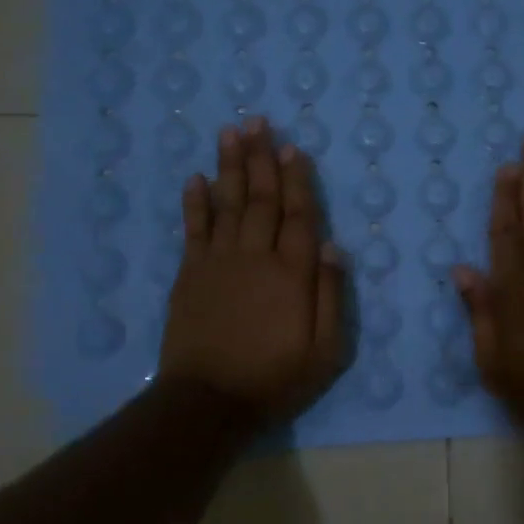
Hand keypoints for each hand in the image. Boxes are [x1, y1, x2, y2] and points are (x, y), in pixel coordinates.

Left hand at [159, 117, 347, 423]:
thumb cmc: (276, 378)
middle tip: (258, 121)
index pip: (299, 215)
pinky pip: (194, 229)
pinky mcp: (190, 275)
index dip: (297, 180)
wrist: (209, 402)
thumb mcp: (326, 350)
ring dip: (230, 166)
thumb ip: (332, 296)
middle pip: (261, 198)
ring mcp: (218, 262)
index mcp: (293, 273)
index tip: (293, 147)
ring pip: (227, 203)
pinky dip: (195, 202)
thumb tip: (333, 247)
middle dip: (261, 158)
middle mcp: (256, 256)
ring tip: (231, 132)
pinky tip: (196, 178)